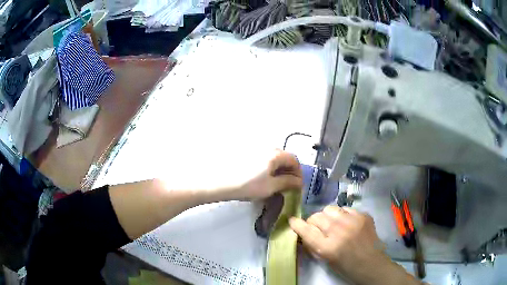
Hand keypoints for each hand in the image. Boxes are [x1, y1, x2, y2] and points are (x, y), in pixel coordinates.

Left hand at [238, 150, 302, 200]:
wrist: (220, 182)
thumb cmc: (247, 185)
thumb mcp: (270, 187)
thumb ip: (287, 183)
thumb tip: (299, 182)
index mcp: (275, 154)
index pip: (294, 160)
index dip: (298, 173)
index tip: (297, 185)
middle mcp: (267, 147)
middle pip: (284, 157)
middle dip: (289, 171)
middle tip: (287, 186)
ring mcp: (255, 148)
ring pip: (273, 158)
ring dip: (278, 169)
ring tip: (275, 183)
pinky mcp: (246, 152)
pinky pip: (263, 158)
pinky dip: (268, 167)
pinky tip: (262, 178)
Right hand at [289, 206, 401, 283]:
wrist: (372, 263)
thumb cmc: (346, 267)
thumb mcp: (325, 260)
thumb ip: (313, 245)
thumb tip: (304, 232)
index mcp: (328, 247)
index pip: (306, 230)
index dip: (296, 224)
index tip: (292, 221)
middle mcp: (339, 231)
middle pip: (316, 216)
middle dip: (313, 222)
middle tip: (318, 229)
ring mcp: (353, 220)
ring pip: (330, 209)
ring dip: (327, 216)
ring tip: (333, 224)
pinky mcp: (363, 215)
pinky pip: (346, 209)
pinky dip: (343, 215)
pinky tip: (347, 223)